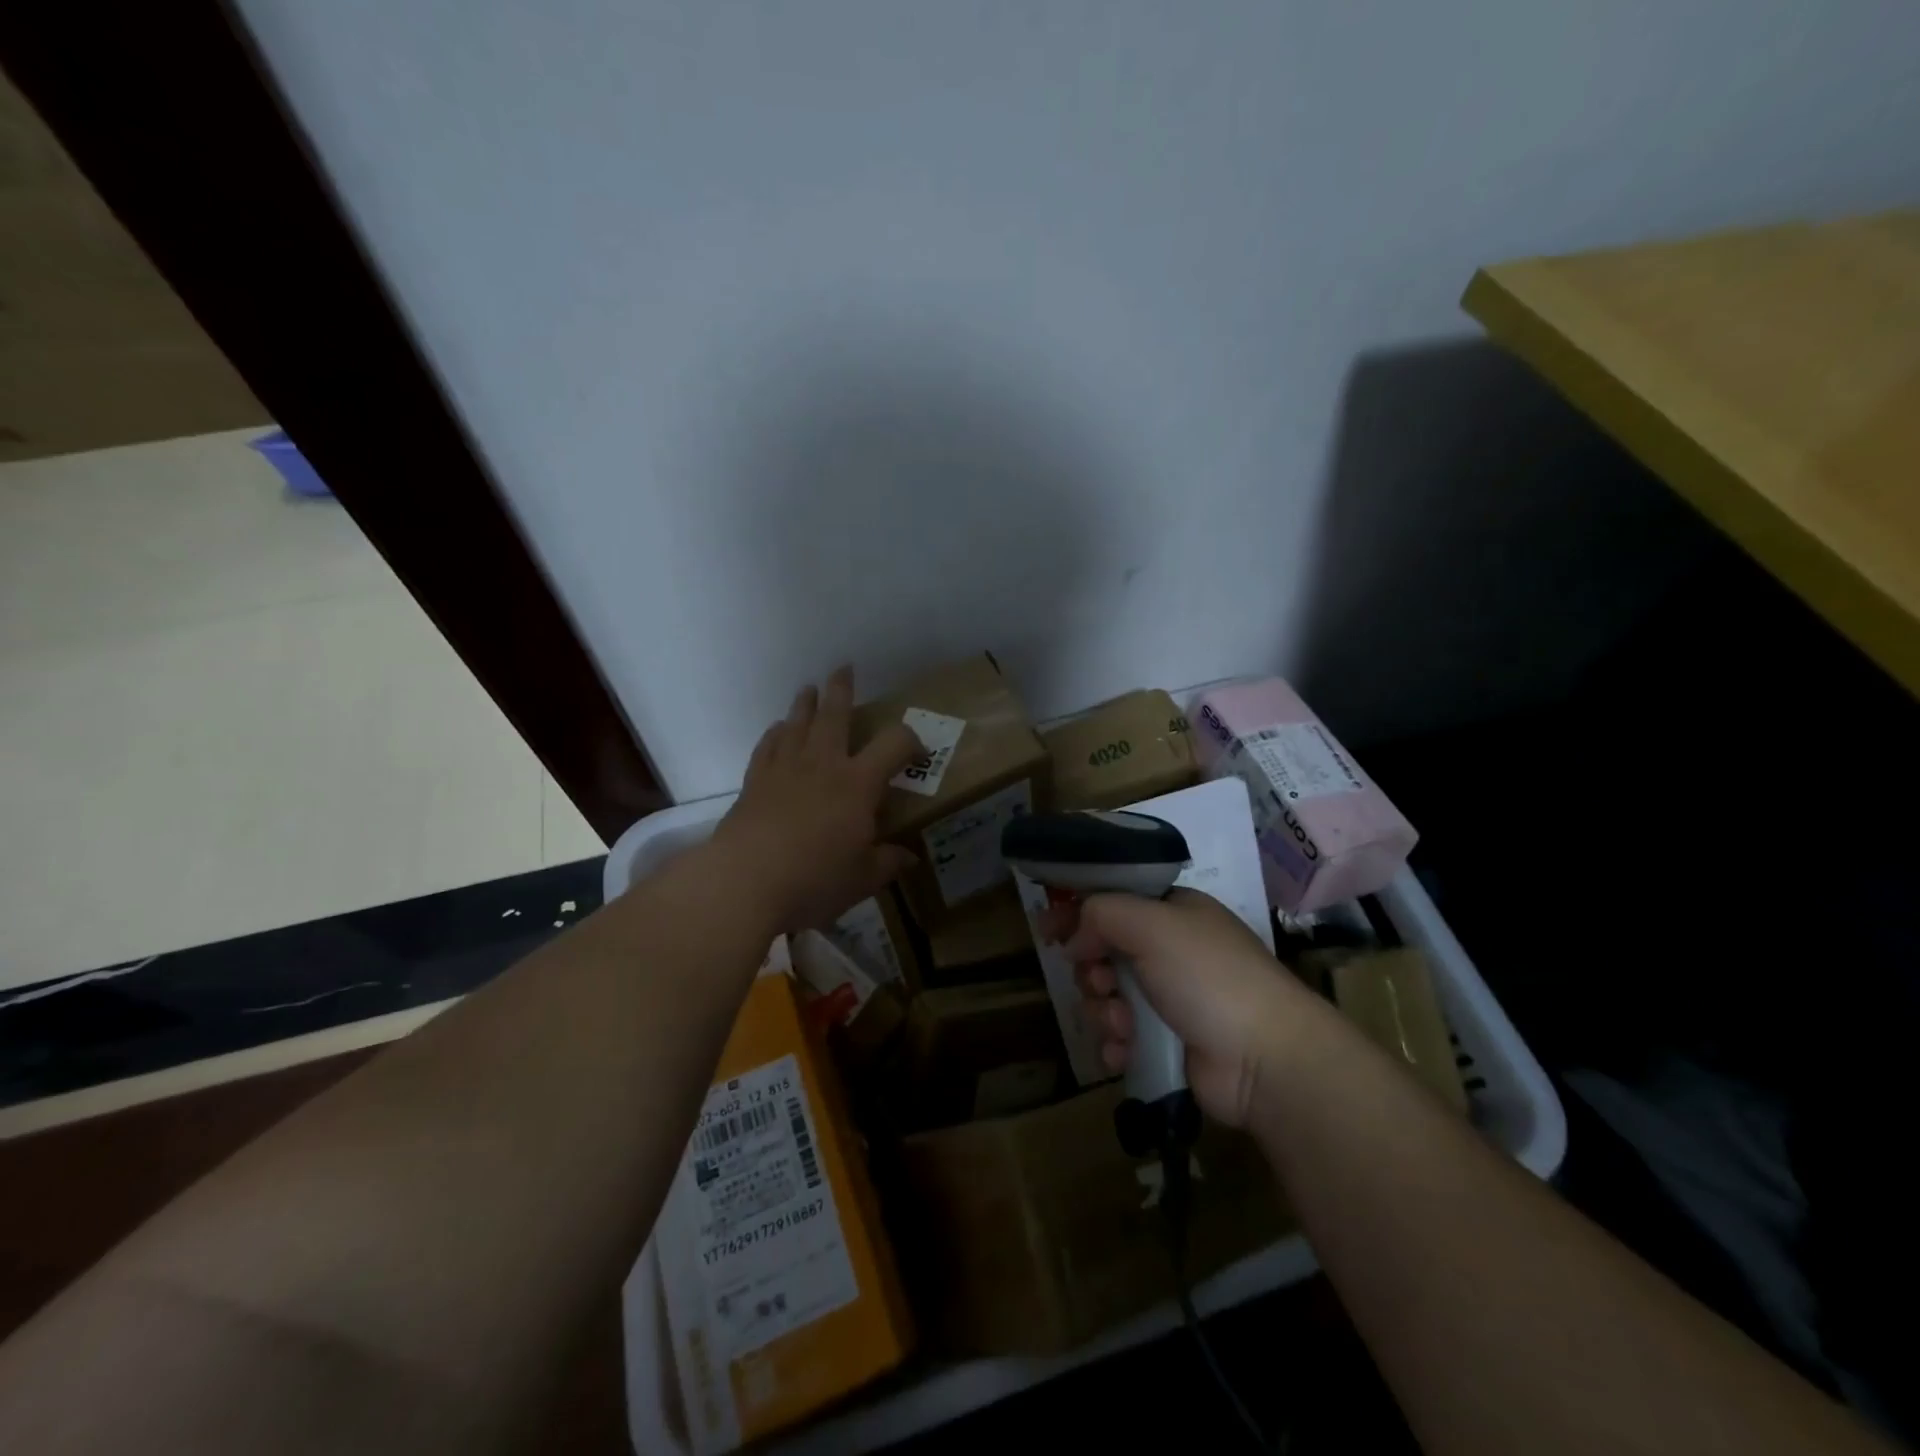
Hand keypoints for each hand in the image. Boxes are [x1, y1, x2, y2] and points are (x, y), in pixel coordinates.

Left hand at [713, 666, 922, 931]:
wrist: (744, 882)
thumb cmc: (814, 879)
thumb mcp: (862, 878)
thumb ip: (887, 862)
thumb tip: (908, 857)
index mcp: (858, 783)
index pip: (894, 744)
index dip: (911, 740)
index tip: (917, 753)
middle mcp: (823, 764)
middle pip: (835, 715)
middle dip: (841, 690)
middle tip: (844, 669)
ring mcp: (785, 769)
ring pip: (797, 723)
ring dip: (805, 704)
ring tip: (809, 690)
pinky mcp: (755, 781)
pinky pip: (767, 746)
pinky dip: (775, 734)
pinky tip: (777, 730)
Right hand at [1056, 889, 1312, 1126]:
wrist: (1265, 1060)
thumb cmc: (1208, 976)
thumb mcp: (1152, 924)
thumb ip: (1102, 913)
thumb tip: (1075, 937)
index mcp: (1174, 912)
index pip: (1114, 898)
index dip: (1078, 909)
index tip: (1047, 927)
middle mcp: (1170, 950)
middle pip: (1103, 949)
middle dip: (1092, 969)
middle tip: (1100, 982)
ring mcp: (1169, 998)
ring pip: (1106, 995)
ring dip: (1103, 1010)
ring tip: (1122, 1026)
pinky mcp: (1166, 1042)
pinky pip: (1120, 1035)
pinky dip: (1116, 1042)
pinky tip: (1124, 1051)